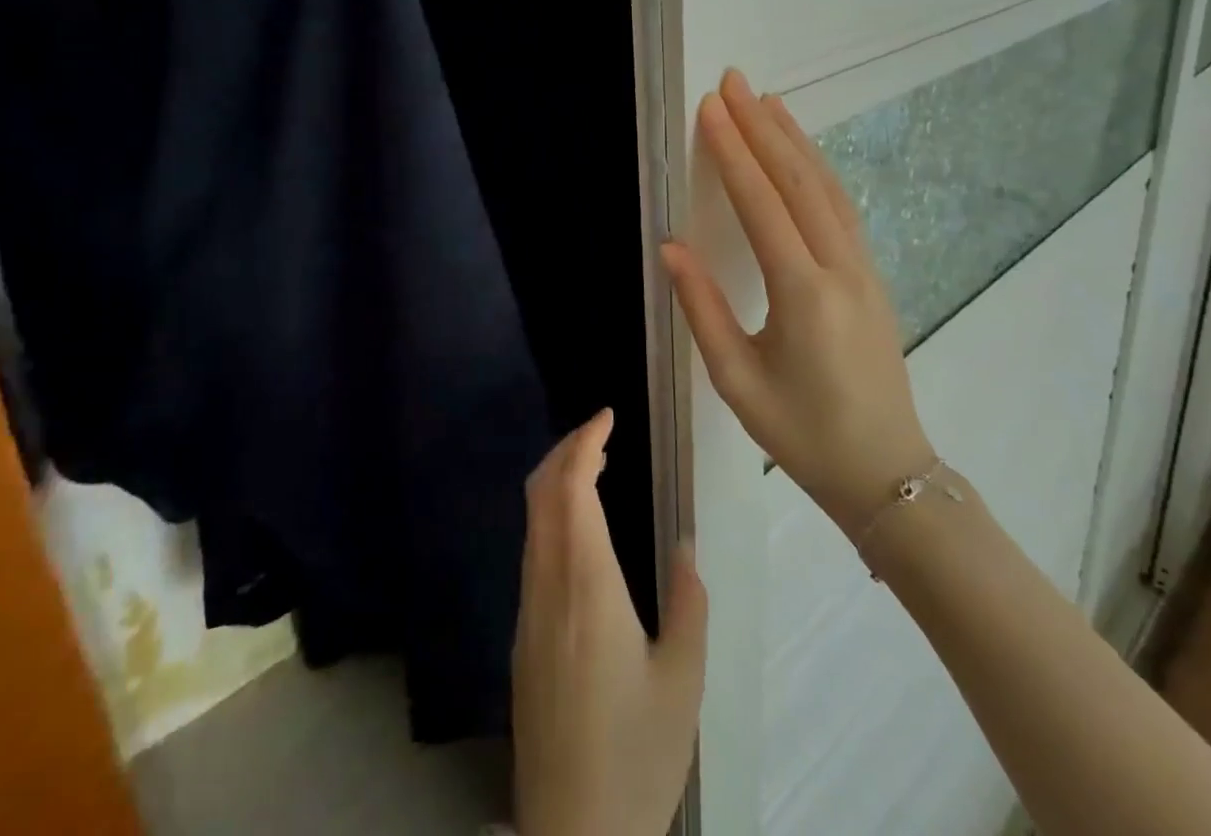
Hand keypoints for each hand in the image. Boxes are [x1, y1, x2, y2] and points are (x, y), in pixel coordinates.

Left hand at [512, 410, 707, 835]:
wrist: (573, 835)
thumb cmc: (635, 755)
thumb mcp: (682, 681)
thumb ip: (688, 603)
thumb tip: (685, 546)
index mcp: (586, 586)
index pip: (571, 488)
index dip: (584, 442)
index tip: (606, 416)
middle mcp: (548, 586)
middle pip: (541, 493)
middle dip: (565, 450)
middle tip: (600, 432)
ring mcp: (528, 611)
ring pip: (532, 521)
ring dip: (556, 481)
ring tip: (593, 468)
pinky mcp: (523, 637)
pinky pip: (532, 551)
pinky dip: (551, 516)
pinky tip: (579, 530)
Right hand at [661, 69, 934, 532]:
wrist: (886, 472)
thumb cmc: (802, 433)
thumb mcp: (737, 380)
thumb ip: (703, 308)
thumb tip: (672, 246)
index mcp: (803, 294)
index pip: (762, 204)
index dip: (734, 152)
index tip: (712, 108)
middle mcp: (839, 268)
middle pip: (798, 181)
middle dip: (763, 127)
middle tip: (735, 82)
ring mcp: (863, 268)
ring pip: (827, 188)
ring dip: (795, 140)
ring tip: (767, 101)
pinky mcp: (872, 275)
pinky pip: (841, 207)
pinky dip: (817, 169)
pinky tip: (802, 153)